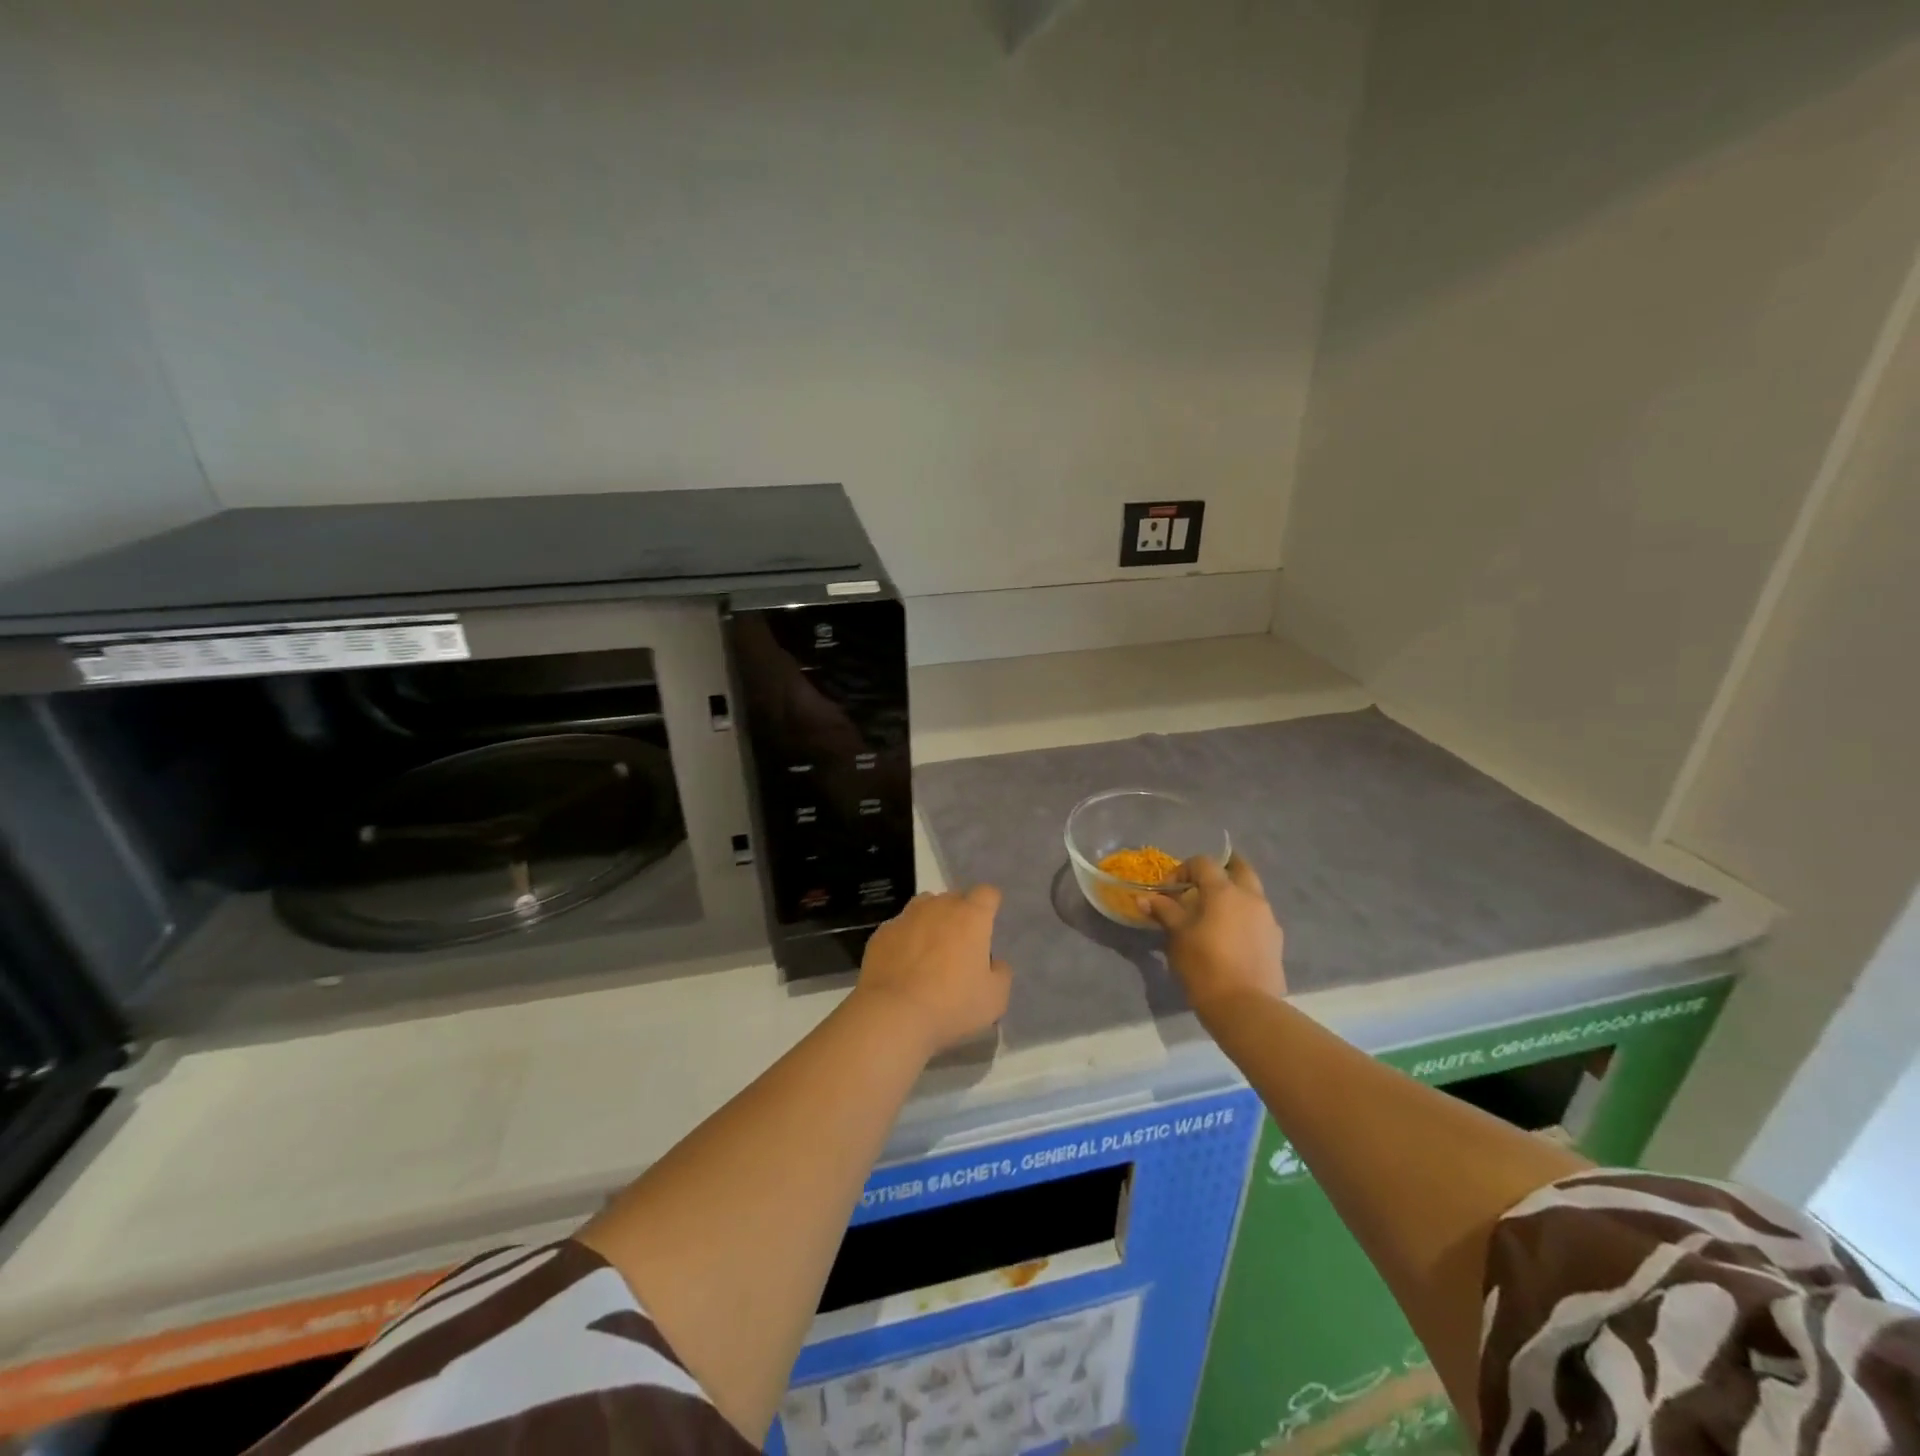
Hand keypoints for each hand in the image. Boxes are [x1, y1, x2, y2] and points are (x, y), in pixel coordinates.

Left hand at [855, 886, 1012, 1055]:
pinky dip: (905, 939)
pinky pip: (900, 927)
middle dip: (960, 914)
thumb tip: (994, 963)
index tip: (988, 924)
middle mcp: (939, 907)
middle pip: (954, 897)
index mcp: (971, 917)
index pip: (987, 893)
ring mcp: (906, 917)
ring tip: (930, 950)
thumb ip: (1001, 974)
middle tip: (961, 945)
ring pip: (925, 906)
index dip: (989, 905)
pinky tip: (903, 965)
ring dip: (931, 920)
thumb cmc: (951, 1005)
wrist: (892, 1014)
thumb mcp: (994, 999)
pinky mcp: (882, 933)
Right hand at [1141, 855, 1286, 1018]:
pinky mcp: (1276, 941)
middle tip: (1201, 887)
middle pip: (1239, 868)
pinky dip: (1243, 917)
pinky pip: (1258, 917)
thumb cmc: (1204, 966)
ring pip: (1251, 893)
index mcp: (1224, 891)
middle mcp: (1251, 898)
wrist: (1246, 1008)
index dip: (1183, 870)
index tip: (1169, 891)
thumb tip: (1146, 898)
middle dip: (1220, 871)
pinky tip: (1230, 938)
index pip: (1203, 863)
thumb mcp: (1177, 936)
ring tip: (1213, 916)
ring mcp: (1268, 919)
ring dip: (1233, 895)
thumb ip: (1164, 911)